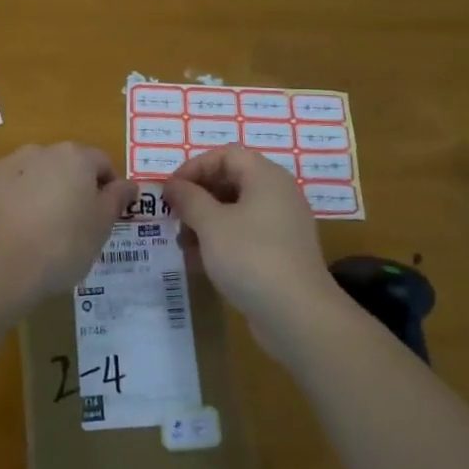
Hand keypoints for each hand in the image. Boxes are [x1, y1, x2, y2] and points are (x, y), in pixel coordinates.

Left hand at [0, 143, 136, 315]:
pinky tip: (5, 238)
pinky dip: (5, 207)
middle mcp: (36, 152)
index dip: (108, 188)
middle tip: (71, 228)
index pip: (101, 162)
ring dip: (35, 196)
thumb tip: (128, 184)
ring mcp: (0, 167)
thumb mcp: (100, 228)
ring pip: (27, 177)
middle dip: (68, 189)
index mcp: (73, 157)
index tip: (105, 216)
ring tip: (34, 236)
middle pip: (62, 166)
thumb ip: (116, 200)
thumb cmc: (59, 246)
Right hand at [165, 145, 346, 360]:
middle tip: (174, 215)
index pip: (226, 154)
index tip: (171, 190)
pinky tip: (201, 261)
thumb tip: (173, 185)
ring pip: (237, 209)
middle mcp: (278, 194)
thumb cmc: (250, 257)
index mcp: (266, 177)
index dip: (194, 167)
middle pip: (232, 180)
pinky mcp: (281, 252)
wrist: (297, 314)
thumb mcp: (211, 224)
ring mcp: (283, 224)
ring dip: (206, 220)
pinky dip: (222, 240)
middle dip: (198, 195)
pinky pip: (246, 233)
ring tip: (182, 242)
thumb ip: (189, 199)